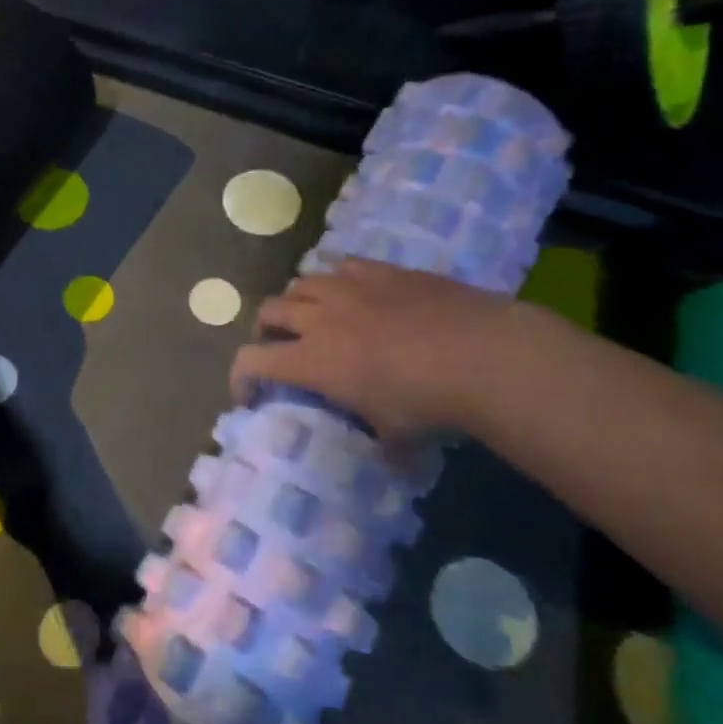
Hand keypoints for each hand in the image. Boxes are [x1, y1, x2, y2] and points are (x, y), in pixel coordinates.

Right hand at [229, 259, 519, 439]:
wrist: (482, 354)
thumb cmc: (429, 403)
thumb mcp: (397, 437)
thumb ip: (381, 444)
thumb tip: (390, 458)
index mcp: (311, 361)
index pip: (251, 361)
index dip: (240, 377)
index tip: (248, 394)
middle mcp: (319, 318)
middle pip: (269, 310)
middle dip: (266, 330)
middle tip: (280, 346)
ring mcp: (350, 288)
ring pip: (301, 282)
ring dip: (298, 301)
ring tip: (314, 315)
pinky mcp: (382, 271)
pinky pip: (343, 265)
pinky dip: (338, 280)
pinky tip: (355, 292)